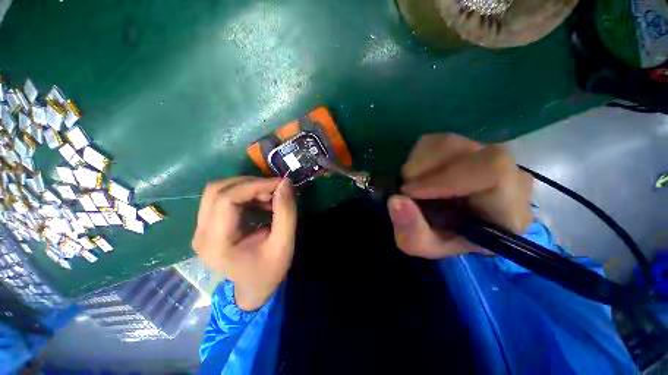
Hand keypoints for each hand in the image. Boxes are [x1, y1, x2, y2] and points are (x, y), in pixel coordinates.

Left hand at [192, 177, 296, 310]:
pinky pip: (221, 198)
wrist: (254, 288)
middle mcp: (201, 234)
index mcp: (217, 244)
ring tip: (269, 195)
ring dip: (247, 187)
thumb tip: (285, 183)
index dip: (254, 185)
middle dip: (250, 183)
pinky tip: (260, 201)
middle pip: (217, 190)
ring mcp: (201, 229)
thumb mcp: (284, 243)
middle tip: (274, 188)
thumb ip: (286, 212)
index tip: (279, 184)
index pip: (226, 200)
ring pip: (218, 191)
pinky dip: (244, 194)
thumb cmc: (269, 270)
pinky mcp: (207, 225)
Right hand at [388, 134, 532, 258]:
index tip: (410, 192)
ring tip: (411, 183)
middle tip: (406, 188)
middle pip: (469, 151)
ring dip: (418, 163)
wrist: (449, 224)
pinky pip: (436, 140)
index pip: (493, 172)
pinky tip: (417, 174)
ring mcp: (488, 155)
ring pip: (448, 142)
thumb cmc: (441, 238)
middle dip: (426, 169)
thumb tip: (395, 200)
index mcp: (509, 211)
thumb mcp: (422, 245)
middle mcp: (509, 177)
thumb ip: (411, 231)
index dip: (446, 178)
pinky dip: (417, 156)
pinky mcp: (468, 145)